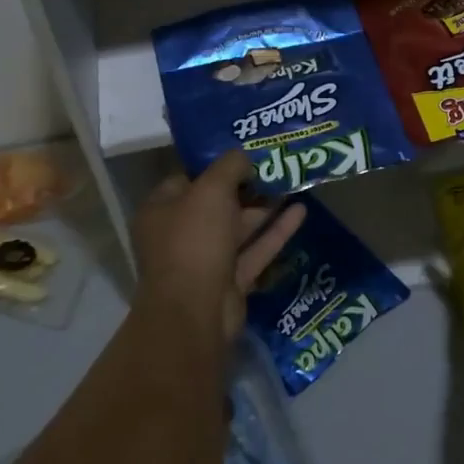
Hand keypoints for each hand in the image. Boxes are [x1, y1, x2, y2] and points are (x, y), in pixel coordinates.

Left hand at [134, 151, 306, 338]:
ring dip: (265, 208)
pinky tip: (301, 212)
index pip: (188, 179)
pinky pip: (255, 250)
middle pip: (217, 204)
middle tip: (278, 167)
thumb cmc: (194, 241)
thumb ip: (230, 166)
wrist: (195, 310)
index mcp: (162, 210)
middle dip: (248, 186)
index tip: (248, 153)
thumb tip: (245, 156)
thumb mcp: (210, 190)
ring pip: (240, 228)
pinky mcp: (230, 281)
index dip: (217, 165)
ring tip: (295, 184)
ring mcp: (206, 260)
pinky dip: (276, 232)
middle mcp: (180, 234)